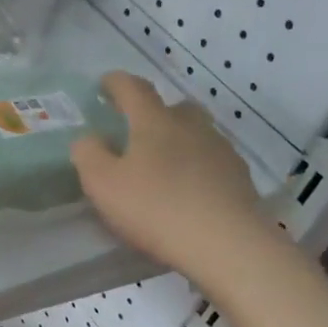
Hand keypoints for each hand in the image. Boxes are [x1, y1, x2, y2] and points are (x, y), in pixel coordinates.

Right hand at [70, 72, 283, 279]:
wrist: (226, 244)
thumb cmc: (156, 208)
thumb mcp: (103, 184)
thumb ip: (88, 154)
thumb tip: (89, 138)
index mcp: (155, 121)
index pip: (133, 88)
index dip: (116, 83)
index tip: (104, 84)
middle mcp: (191, 126)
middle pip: (173, 107)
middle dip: (153, 113)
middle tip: (136, 132)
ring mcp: (220, 150)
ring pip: (195, 134)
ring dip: (177, 141)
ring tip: (162, 165)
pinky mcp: (239, 177)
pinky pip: (211, 161)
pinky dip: (196, 167)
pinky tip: (188, 190)